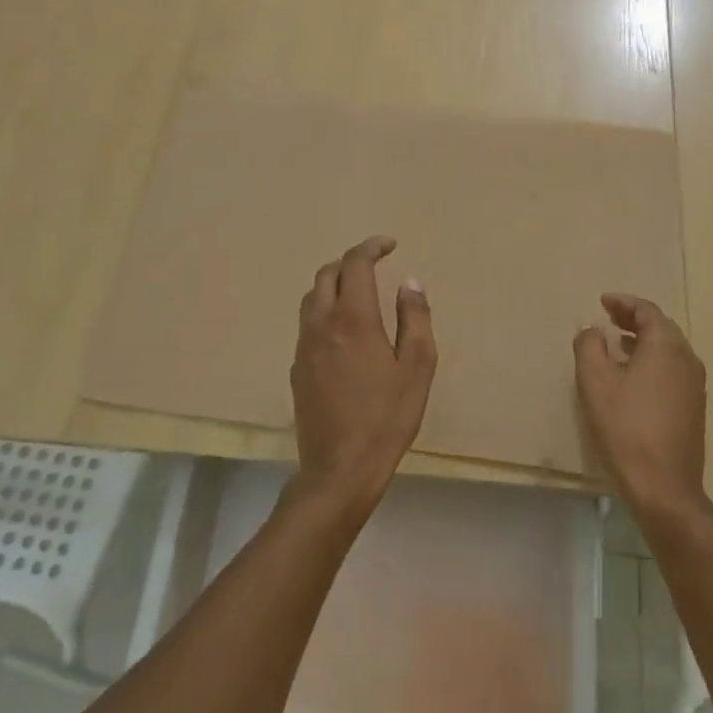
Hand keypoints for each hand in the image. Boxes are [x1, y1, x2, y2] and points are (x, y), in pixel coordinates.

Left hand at [289, 235, 437, 515]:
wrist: (339, 468)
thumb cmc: (387, 417)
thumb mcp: (417, 367)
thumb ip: (414, 318)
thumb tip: (410, 283)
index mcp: (353, 318)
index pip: (355, 264)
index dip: (371, 247)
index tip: (389, 244)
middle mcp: (321, 324)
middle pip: (326, 274)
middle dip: (350, 262)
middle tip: (374, 265)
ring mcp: (303, 346)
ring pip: (311, 298)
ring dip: (333, 283)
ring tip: (357, 291)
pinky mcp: (296, 368)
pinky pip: (307, 324)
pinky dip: (324, 311)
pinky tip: (342, 331)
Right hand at [573, 293, 707, 520]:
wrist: (664, 486)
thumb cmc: (626, 427)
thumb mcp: (595, 382)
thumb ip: (589, 346)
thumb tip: (593, 330)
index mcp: (666, 346)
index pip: (647, 311)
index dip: (623, 302)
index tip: (603, 301)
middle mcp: (687, 359)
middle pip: (661, 327)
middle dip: (634, 319)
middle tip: (609, 317)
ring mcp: (694, 385)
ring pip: (668, 349)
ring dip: (643, 340)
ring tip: (617, 343)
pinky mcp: (693, 407)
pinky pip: (672, 369)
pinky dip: (652, 360)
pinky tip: (633, 376)